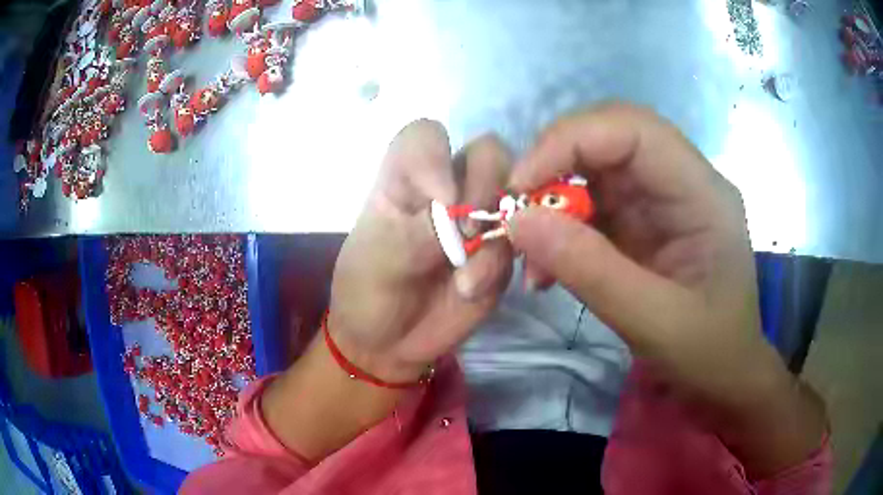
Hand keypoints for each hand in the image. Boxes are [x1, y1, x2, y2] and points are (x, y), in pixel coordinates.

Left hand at [262, 121, 512, 459]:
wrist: (387, 344)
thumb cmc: (367, 292)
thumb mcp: (378, 259)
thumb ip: (418, 230)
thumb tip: (461, 209)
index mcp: (406, 179)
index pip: (427, 135)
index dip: (437, 156)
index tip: (438, 199)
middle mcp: (448, 189)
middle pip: (489, 153)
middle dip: (486, 185)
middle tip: (467, 230)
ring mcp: (479, 220)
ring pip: (514, 193)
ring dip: (497, 231)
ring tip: (464, 278)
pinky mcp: (498, 253)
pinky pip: (519, 244)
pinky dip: (498, 266)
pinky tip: (470, 291)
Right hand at [508, 103, 825, 476]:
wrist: (725, 379)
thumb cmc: (708, 354)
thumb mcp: (655, 323)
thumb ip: (591, 271)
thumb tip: (517, 221)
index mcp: (703, 193)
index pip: (634, 130)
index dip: (570, 141)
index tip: (520, 184)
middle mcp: (682, 181)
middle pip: (610, 137)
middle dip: (555, 163)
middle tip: (516, 208)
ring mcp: (661, 200)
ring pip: (594, 168)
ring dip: (552, 201)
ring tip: (527, 251)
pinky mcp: (642, 222)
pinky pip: (591, 204)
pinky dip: (559, 229)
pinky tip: (546, 268)